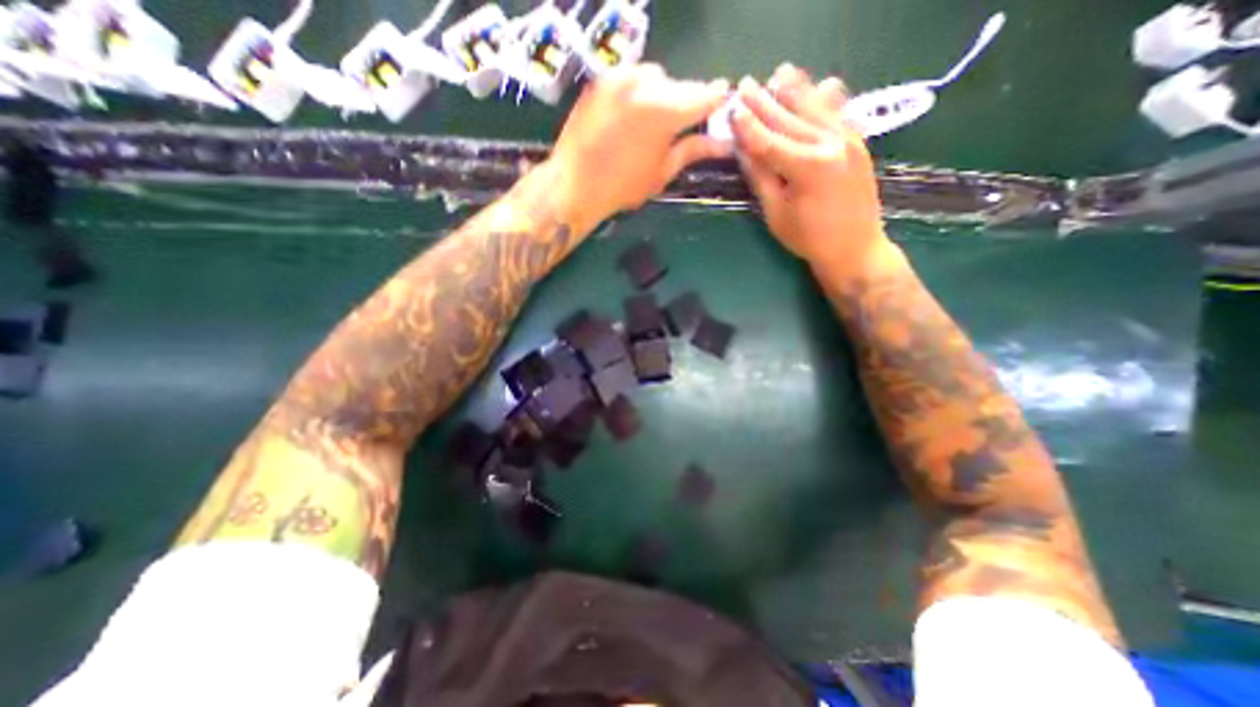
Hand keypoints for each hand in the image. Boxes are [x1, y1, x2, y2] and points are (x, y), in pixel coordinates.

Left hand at [549, 62, 727, 227]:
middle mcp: (646, 83)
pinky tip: (631, 117)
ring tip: (650, 125)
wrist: (575, 184)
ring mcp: (621, 76)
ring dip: (662, 95)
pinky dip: (639, 92)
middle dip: (686, 103)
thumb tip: (723, 143)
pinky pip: (633, 77)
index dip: (716, 102)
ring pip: (656, 78)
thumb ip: (693, 149)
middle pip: (681, 85)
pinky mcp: (603, 78)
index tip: (720, 110)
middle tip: (679, 128)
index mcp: (666, 111)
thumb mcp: (663, 172)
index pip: (706, 95)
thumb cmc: (623, 186)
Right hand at [728, 63, 894, 279]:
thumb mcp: (776, 213)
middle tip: (746, 85)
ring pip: (816, 108)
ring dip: (796, 90)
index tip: (732, 110)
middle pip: (791, 119)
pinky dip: (826, 99)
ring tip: (778, 74)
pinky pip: (840, 113)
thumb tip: (743, 151)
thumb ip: (761, 178)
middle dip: (766, 102)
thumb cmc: (809, 239)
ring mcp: (850, 140)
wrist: (855, 248)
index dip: (749, 126)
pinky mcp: (860, 142)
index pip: (770, 141)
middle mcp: (831, 144)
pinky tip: (820, 85)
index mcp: (808, 167)